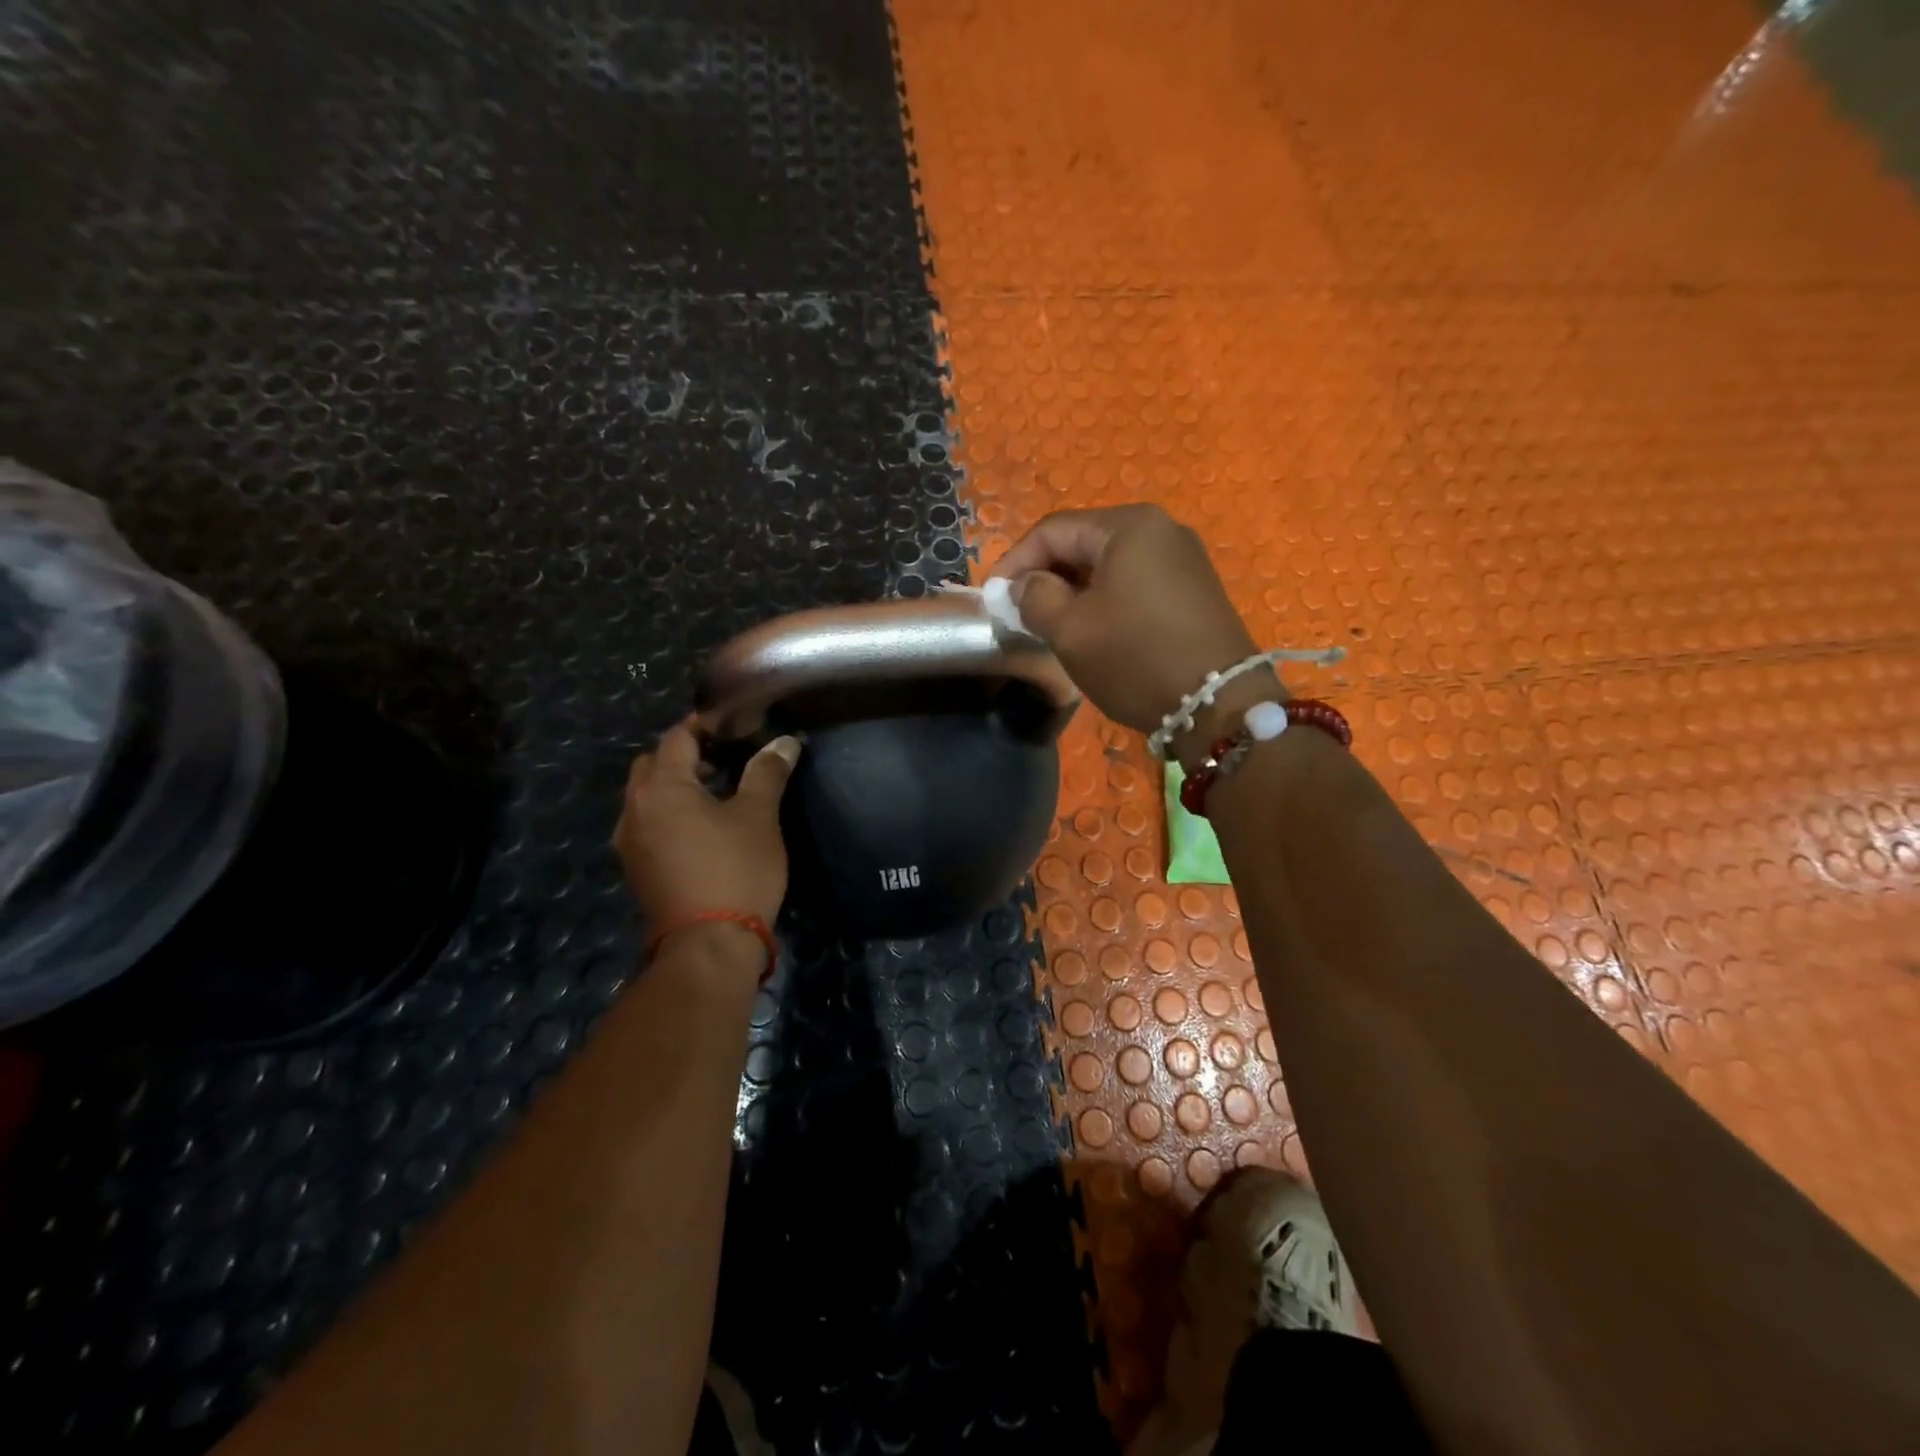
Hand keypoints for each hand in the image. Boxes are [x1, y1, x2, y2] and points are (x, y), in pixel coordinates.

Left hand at [614, 719, 800, 930]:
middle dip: (684, 754)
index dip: (704, 724)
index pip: (676, 738)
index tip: (733, 722)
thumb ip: (767, 772)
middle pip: (653, 765)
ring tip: (717, 791)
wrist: (708, 945)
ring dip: (676, 785)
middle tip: (724, 755)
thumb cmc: (735, 870)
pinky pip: (648, 824)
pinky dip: (670, 812)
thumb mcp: (758, 816)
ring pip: (647, 797)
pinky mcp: (636, 869)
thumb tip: (784, 741)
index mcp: (660, 788)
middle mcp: (634, 810)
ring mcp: (629, 843)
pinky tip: (702, 827)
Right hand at [989, 505, 1260, 737]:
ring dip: (1074, 590)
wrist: (1218, 704)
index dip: (1014, 562)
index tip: (992, 598)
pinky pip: (1135, 581)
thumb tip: (1026, 585)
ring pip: (1109, 564)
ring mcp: (1183, 558)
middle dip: (1045, 575)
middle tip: (1020, 613)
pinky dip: (1105, 599)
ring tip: (1051, 624)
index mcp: (1128, 526)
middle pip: (1083, 542)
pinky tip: (1094, 629)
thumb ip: (1035, 598)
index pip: (1053, 530)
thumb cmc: (1135, 658)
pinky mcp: (1194, 589)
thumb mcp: (1070, 630)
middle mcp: (1160, 529)